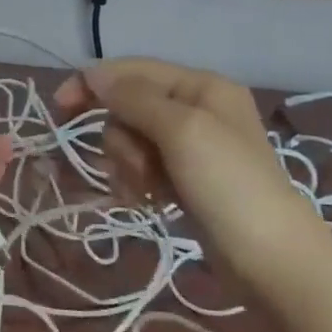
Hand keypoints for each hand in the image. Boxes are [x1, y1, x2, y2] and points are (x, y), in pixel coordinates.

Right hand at [54, 58, 319, 272]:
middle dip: (122, 139)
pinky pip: (141, 168)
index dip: (93, 83)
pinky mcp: (184, 180)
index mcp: (201, 86)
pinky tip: (146, 202)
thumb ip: (134, 98)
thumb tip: (92, 73)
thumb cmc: (228, 185)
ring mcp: (190, 147)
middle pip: (127, 108)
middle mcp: (195, 109)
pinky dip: (136, 183)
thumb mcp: (181, 130)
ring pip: (130, 141)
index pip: (132, 71)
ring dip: (128, 165)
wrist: (271, 260)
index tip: (60, 107)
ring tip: (148, 191)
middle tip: (140, 167)